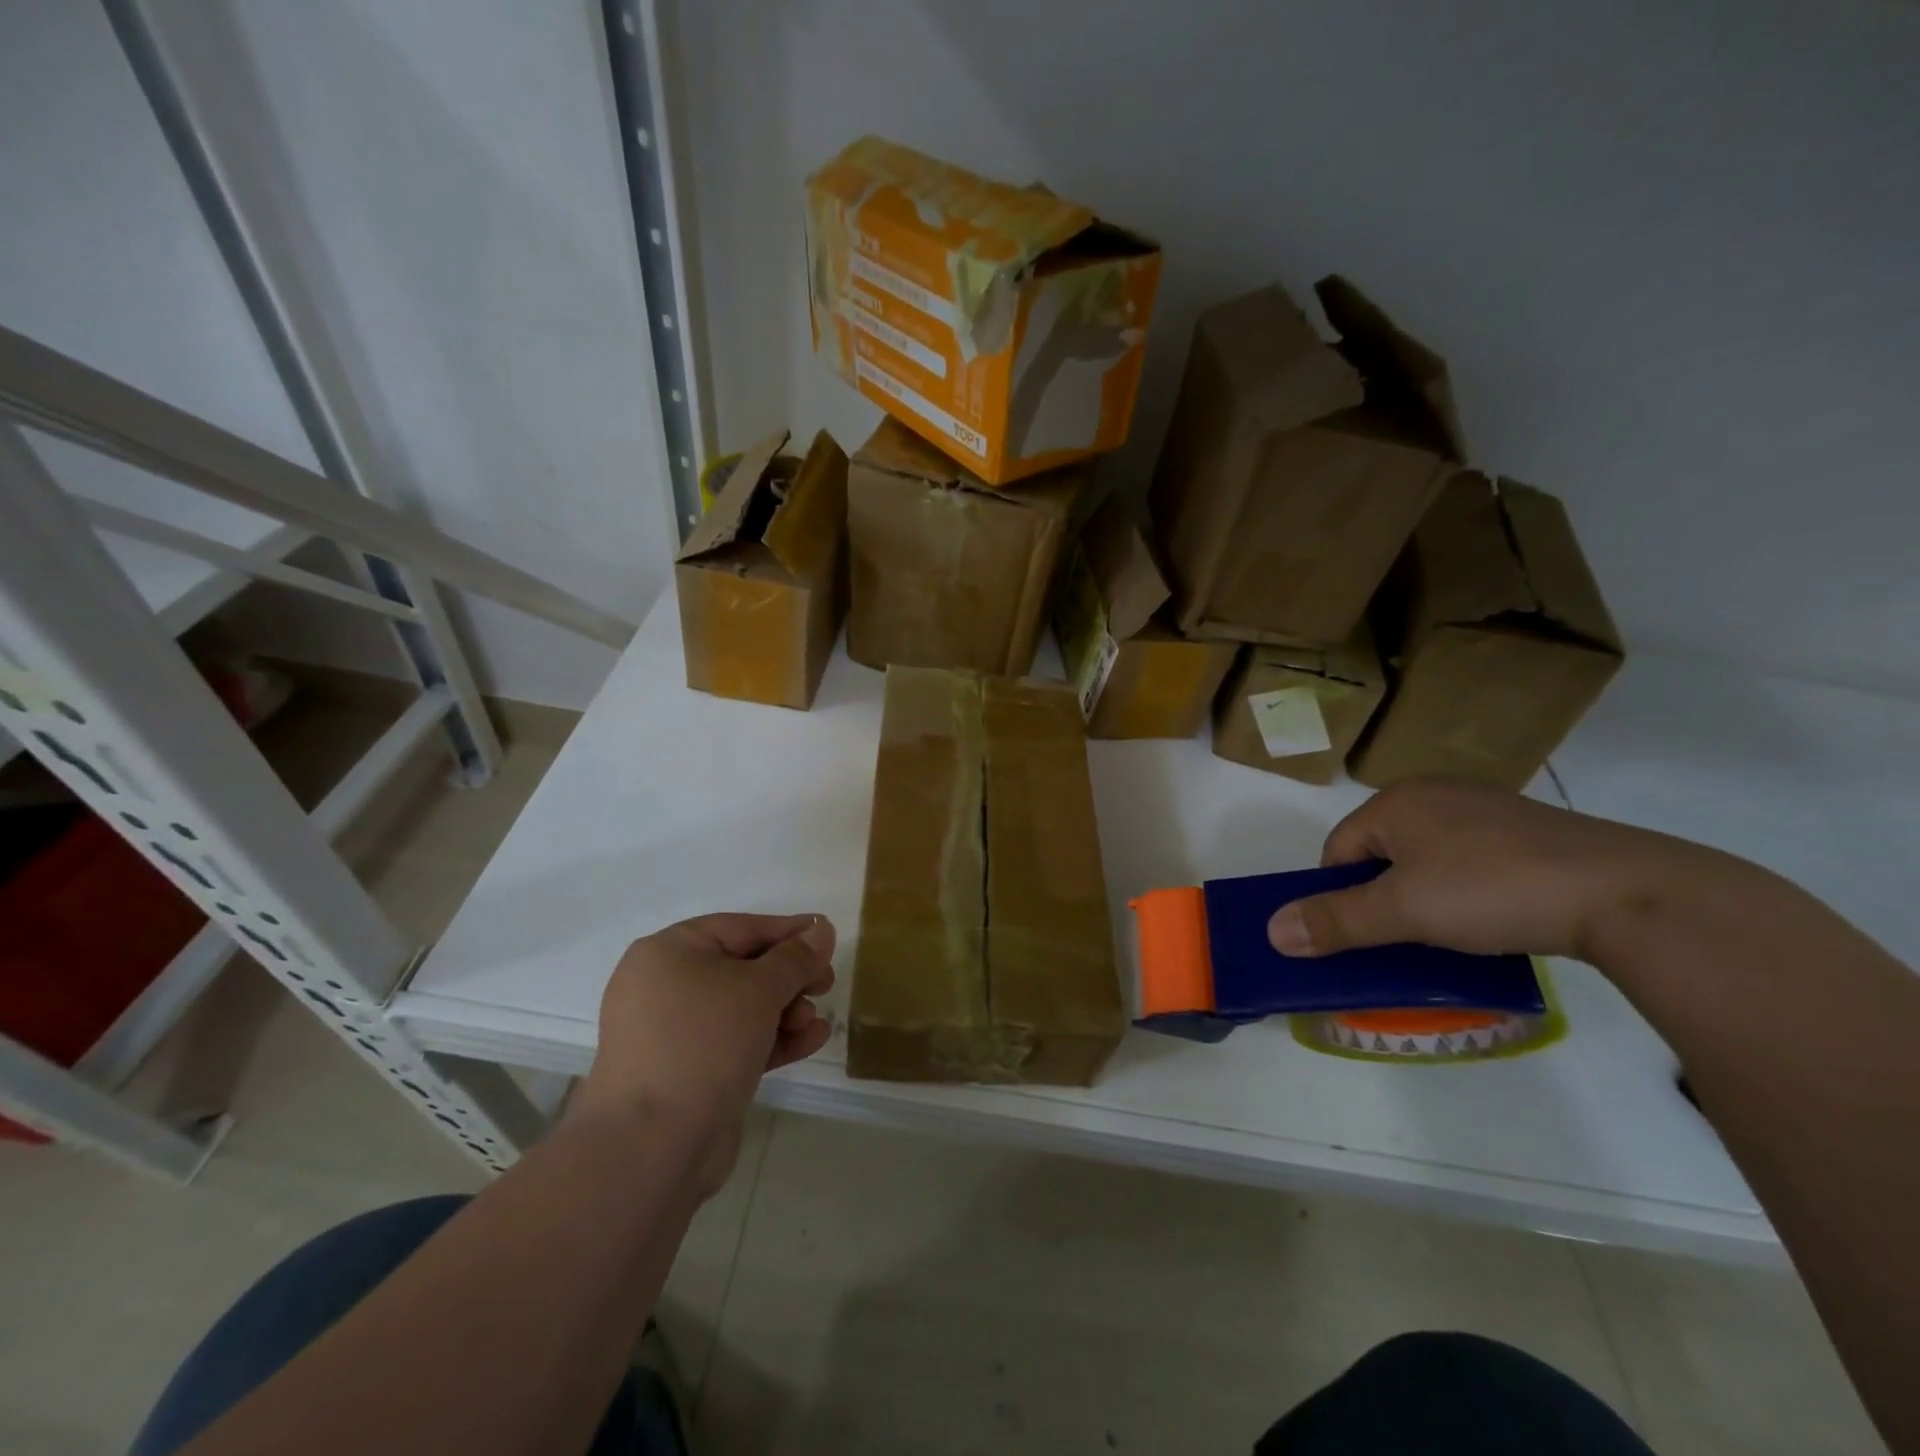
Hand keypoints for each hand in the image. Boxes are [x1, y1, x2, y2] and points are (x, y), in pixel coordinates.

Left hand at [576, 913, 834, 1193]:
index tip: (828, 936)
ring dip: (786, 1011)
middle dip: (790, 978)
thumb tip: (822, 928)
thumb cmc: (703, 1044)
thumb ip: (796, 957)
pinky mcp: (686, 1072)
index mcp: (668, 952)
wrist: (652, 1147)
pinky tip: (810, 1042)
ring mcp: (673, 1033)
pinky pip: (735, 1043)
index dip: (788, 932)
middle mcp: (664, 986)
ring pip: (742, 1009)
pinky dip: (772, 1039)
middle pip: (743, 968)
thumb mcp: (759, 989)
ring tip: (815, 1023)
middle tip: (826, 984)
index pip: (740, 928)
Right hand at [1267, 779, 1719, 962]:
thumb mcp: (1403, 912)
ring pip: (1429, 858)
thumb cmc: (1492, 891)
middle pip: (1382, 853)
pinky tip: (1494, 918)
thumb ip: (1335, 921)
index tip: (1363, 934)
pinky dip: (1469, 890)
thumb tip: (1272, 931)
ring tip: (1451, 934)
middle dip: (1383, 897)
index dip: (1339, 895)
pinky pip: (1474, 860)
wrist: (1628, 893)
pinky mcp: (1532, 830)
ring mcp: (1488, 808)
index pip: (1339, 850)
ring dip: (1426, 896)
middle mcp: (1437, 794)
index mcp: (1397, 801)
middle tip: (1404, 938)